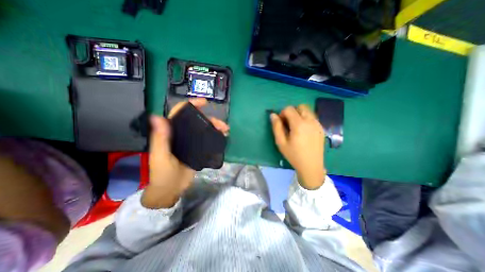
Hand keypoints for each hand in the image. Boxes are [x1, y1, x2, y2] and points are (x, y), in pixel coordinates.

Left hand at [141, 99, 228, 208]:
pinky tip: (223, 137)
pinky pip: (207, 139)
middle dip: (210, 119)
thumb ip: (161, 139)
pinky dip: (215, 136)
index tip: (204, 102)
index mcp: (171, 132)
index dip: (191, 105)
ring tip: (226, 131)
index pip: (179, 113)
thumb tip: (158, 117)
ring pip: (204, 129)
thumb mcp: (161, 157)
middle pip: (197, 121)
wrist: (171, 189)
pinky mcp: (198, 149)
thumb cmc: (162, 174)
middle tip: (222, 125)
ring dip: (215, 127)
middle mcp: (182, 134)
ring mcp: (191, 141)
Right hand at [269, 105, 325, 190]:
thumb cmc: (294, 155)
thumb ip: (276, 127)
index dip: (282, 113)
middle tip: (288, 123)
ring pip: (308, 111)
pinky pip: (313, 117)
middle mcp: (310, 121)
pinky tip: (304, 131)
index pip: (289, 109)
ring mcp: (318, 124)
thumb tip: (273, 115)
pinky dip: (306, 119)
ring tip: (296, 127)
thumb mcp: (281, 142)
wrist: (311, 166)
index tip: (281, 122)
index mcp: (299, 124)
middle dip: (292, 112)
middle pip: (300, 107)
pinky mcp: (321, 128)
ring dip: (299, 114)